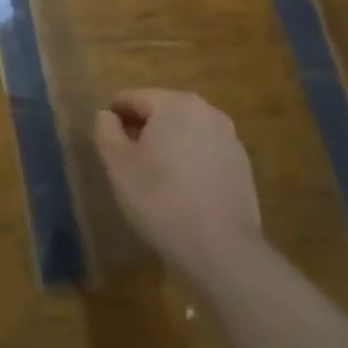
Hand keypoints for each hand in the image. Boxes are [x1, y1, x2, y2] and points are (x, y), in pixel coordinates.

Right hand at [95, 89, 262, 281]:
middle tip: (126, 159)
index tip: (106, 140)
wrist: (222, 249)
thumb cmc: (161, 200)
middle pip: (162, 110)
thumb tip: (107, 115)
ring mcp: (229, 137)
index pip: (133, 97)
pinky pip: (205, 152)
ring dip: (167, 144)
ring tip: (154, 176)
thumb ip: (106, 131)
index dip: (114, 115)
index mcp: (175, 103)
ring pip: (186, 131)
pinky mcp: (242, 165)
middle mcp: (206, 111)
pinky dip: (190, 161)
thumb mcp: (118, 165)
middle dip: (142, 128)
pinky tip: (182, 190)